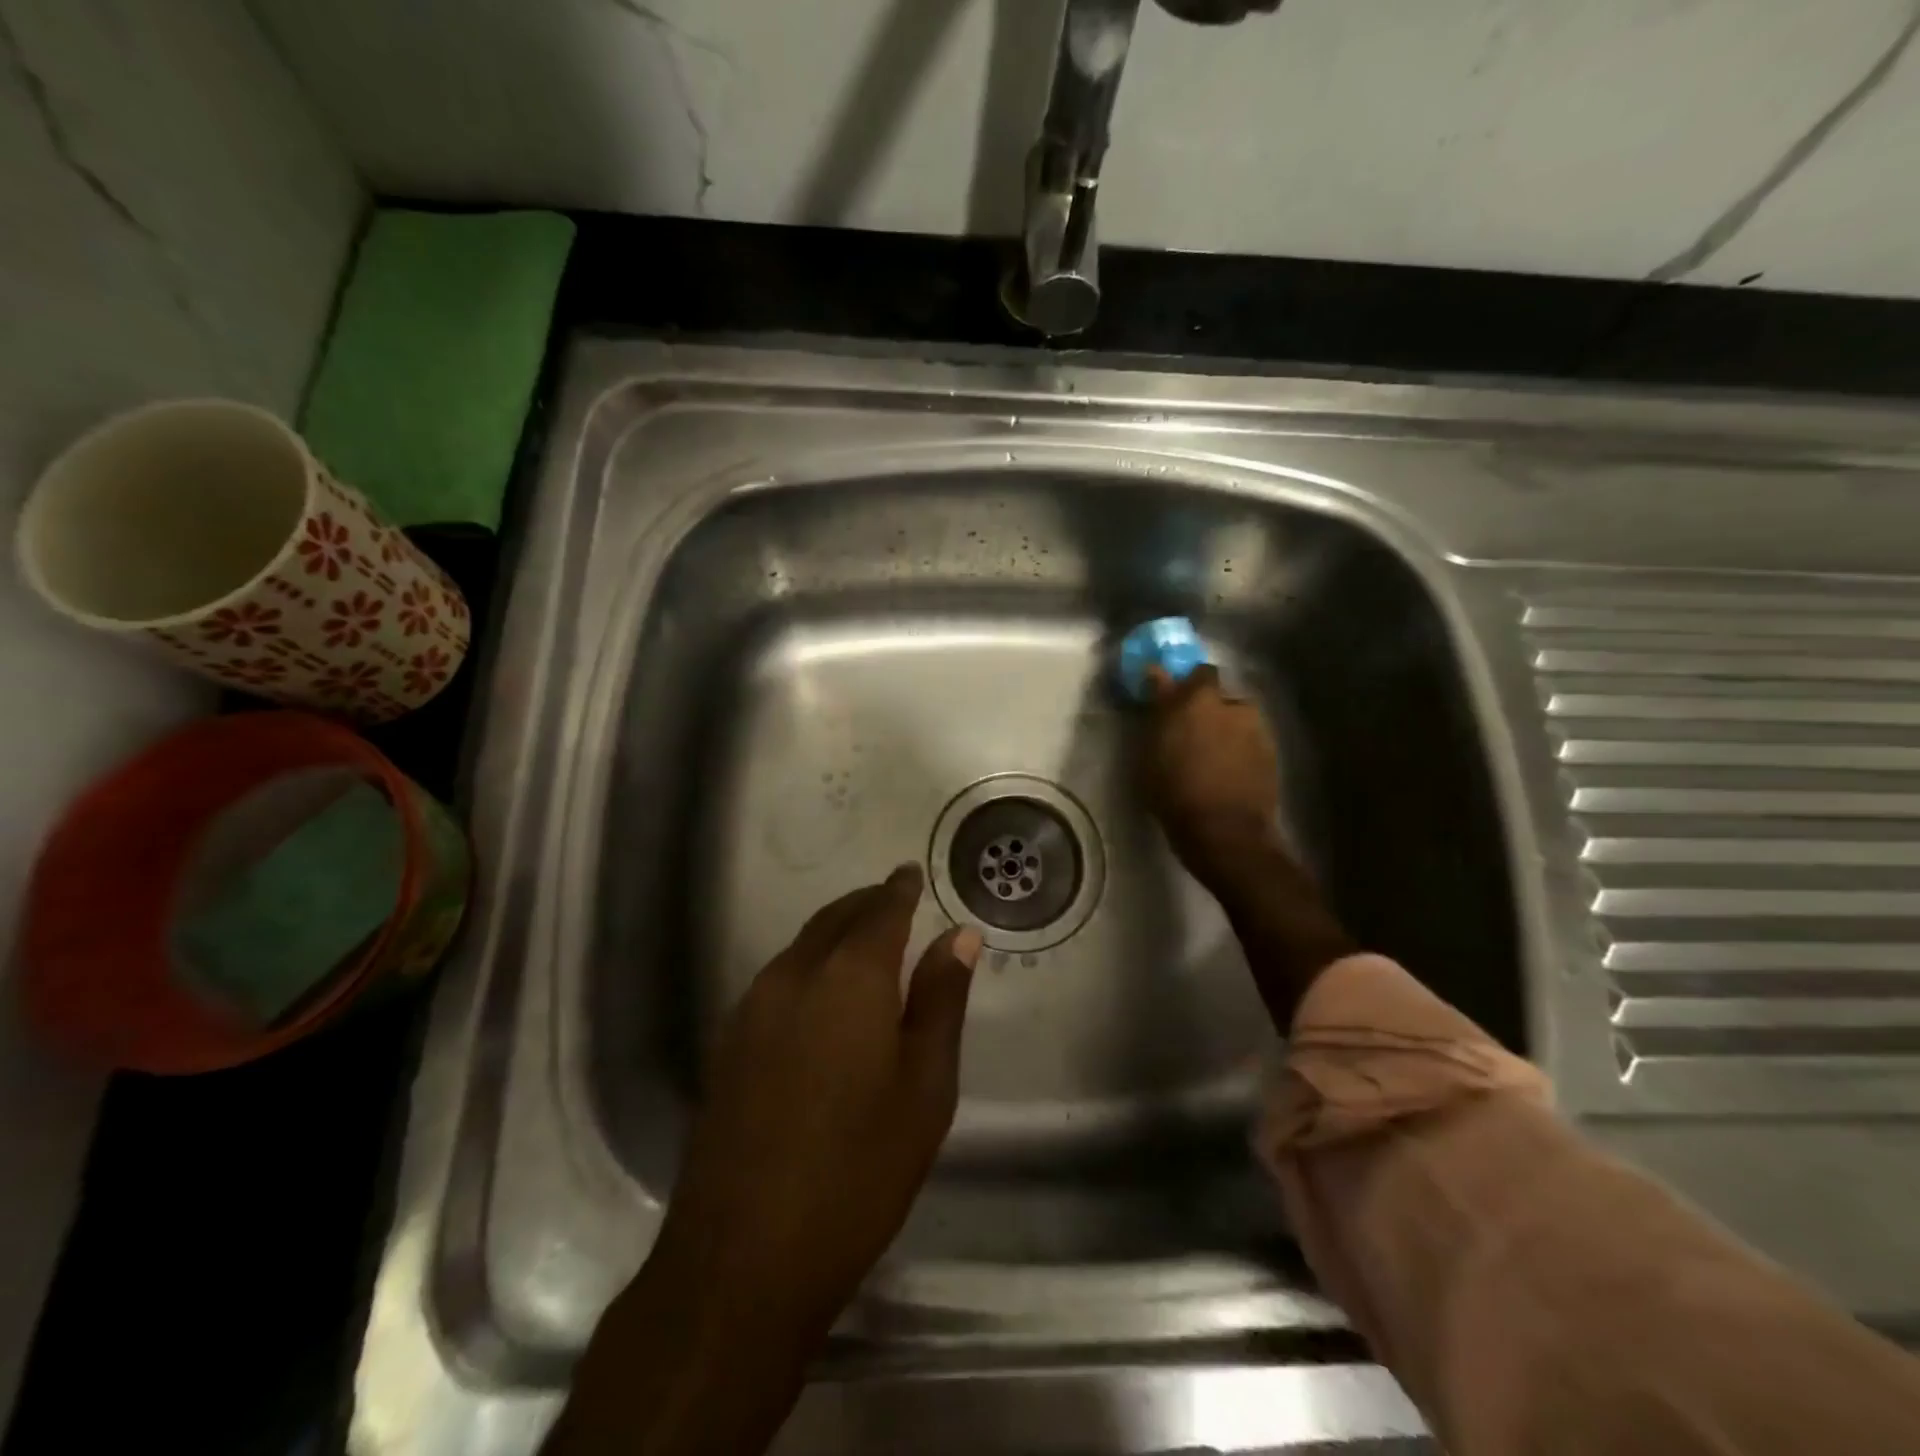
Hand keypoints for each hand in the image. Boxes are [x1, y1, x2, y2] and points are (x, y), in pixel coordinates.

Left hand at [649, 864, 980, 1341]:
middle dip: (866, 904)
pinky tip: (822, 995)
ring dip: (834, 932)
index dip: (899, 889)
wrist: (742, 1256)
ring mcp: (751, 1007)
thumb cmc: (858, 1170)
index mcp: (849, 977)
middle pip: (834, 919)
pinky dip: (808, 965)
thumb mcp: (924, 1087)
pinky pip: (777, 978)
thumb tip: (960, 937)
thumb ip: (941, 1001)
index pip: (880, 911)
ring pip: (801, 946)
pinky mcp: (727, 1042)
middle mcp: (793, 975)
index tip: (911, 874)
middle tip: (893, 900)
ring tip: (864, 942)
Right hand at [1141, 663, 1282, 868]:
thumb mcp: (1151, 751)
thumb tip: (1156, 673)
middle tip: (1192, 732)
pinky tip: (1229, 771)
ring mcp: (1257, 728)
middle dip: (1207, 707)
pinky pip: (1250, 740)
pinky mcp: (1272, 752)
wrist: (1225, 831)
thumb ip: (1158, 708)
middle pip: (1219, 695)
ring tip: (1212, 756)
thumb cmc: (1175, 791)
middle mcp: (1232, 705)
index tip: (1174, 698)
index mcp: (1198, 699)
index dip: (1186, 683)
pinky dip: (1239, 749)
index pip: (1196, 671)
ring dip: (1226, 728)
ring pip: (1237, 718)